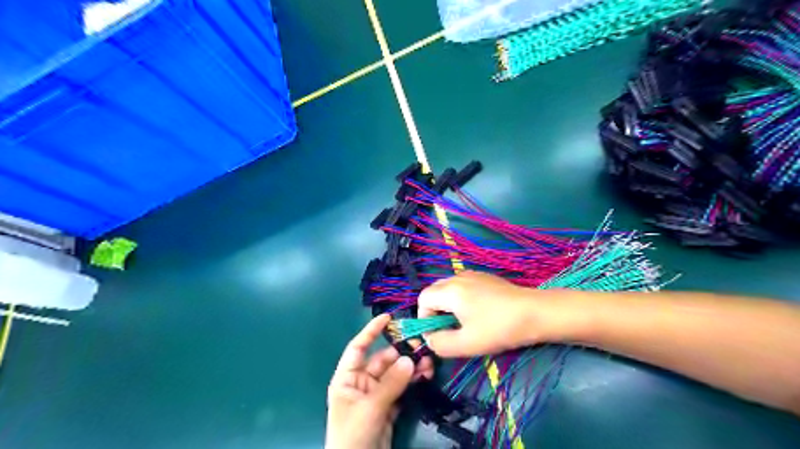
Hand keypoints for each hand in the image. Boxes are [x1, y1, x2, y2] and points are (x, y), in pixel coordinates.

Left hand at [326, 315, 434, 448]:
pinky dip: (413, 381)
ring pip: (396, 374)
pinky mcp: (389, 407)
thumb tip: (410, 359)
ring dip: (411, 367)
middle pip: (383, 360)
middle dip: (402, 353)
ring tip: (429, 363)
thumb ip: (391, 383)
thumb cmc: (353, 435)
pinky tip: (425, 375)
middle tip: (422, 347)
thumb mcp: (370, 408)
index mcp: (347, 378)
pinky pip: (402, 388)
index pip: (358, 348)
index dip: (371, 331)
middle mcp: (361, 382)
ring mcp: (376, 395)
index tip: (388, 318)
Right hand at [419, 271, 575, 356]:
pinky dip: (461, 300)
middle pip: (434, 291)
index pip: (423, 298)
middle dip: (435, 312)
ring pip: (448, 289)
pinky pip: (462, 287)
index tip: (437, 335)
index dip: (424, 318)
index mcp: (450, 290)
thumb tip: (430, 338)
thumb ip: (440, 343)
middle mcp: (458, 277)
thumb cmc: (499, 328)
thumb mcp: (466, 344)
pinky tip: (479, 313)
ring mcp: (473, 275)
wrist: (535, 313)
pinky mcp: (485, 277)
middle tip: (449, 330)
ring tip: (464, 323)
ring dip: (448, 306)